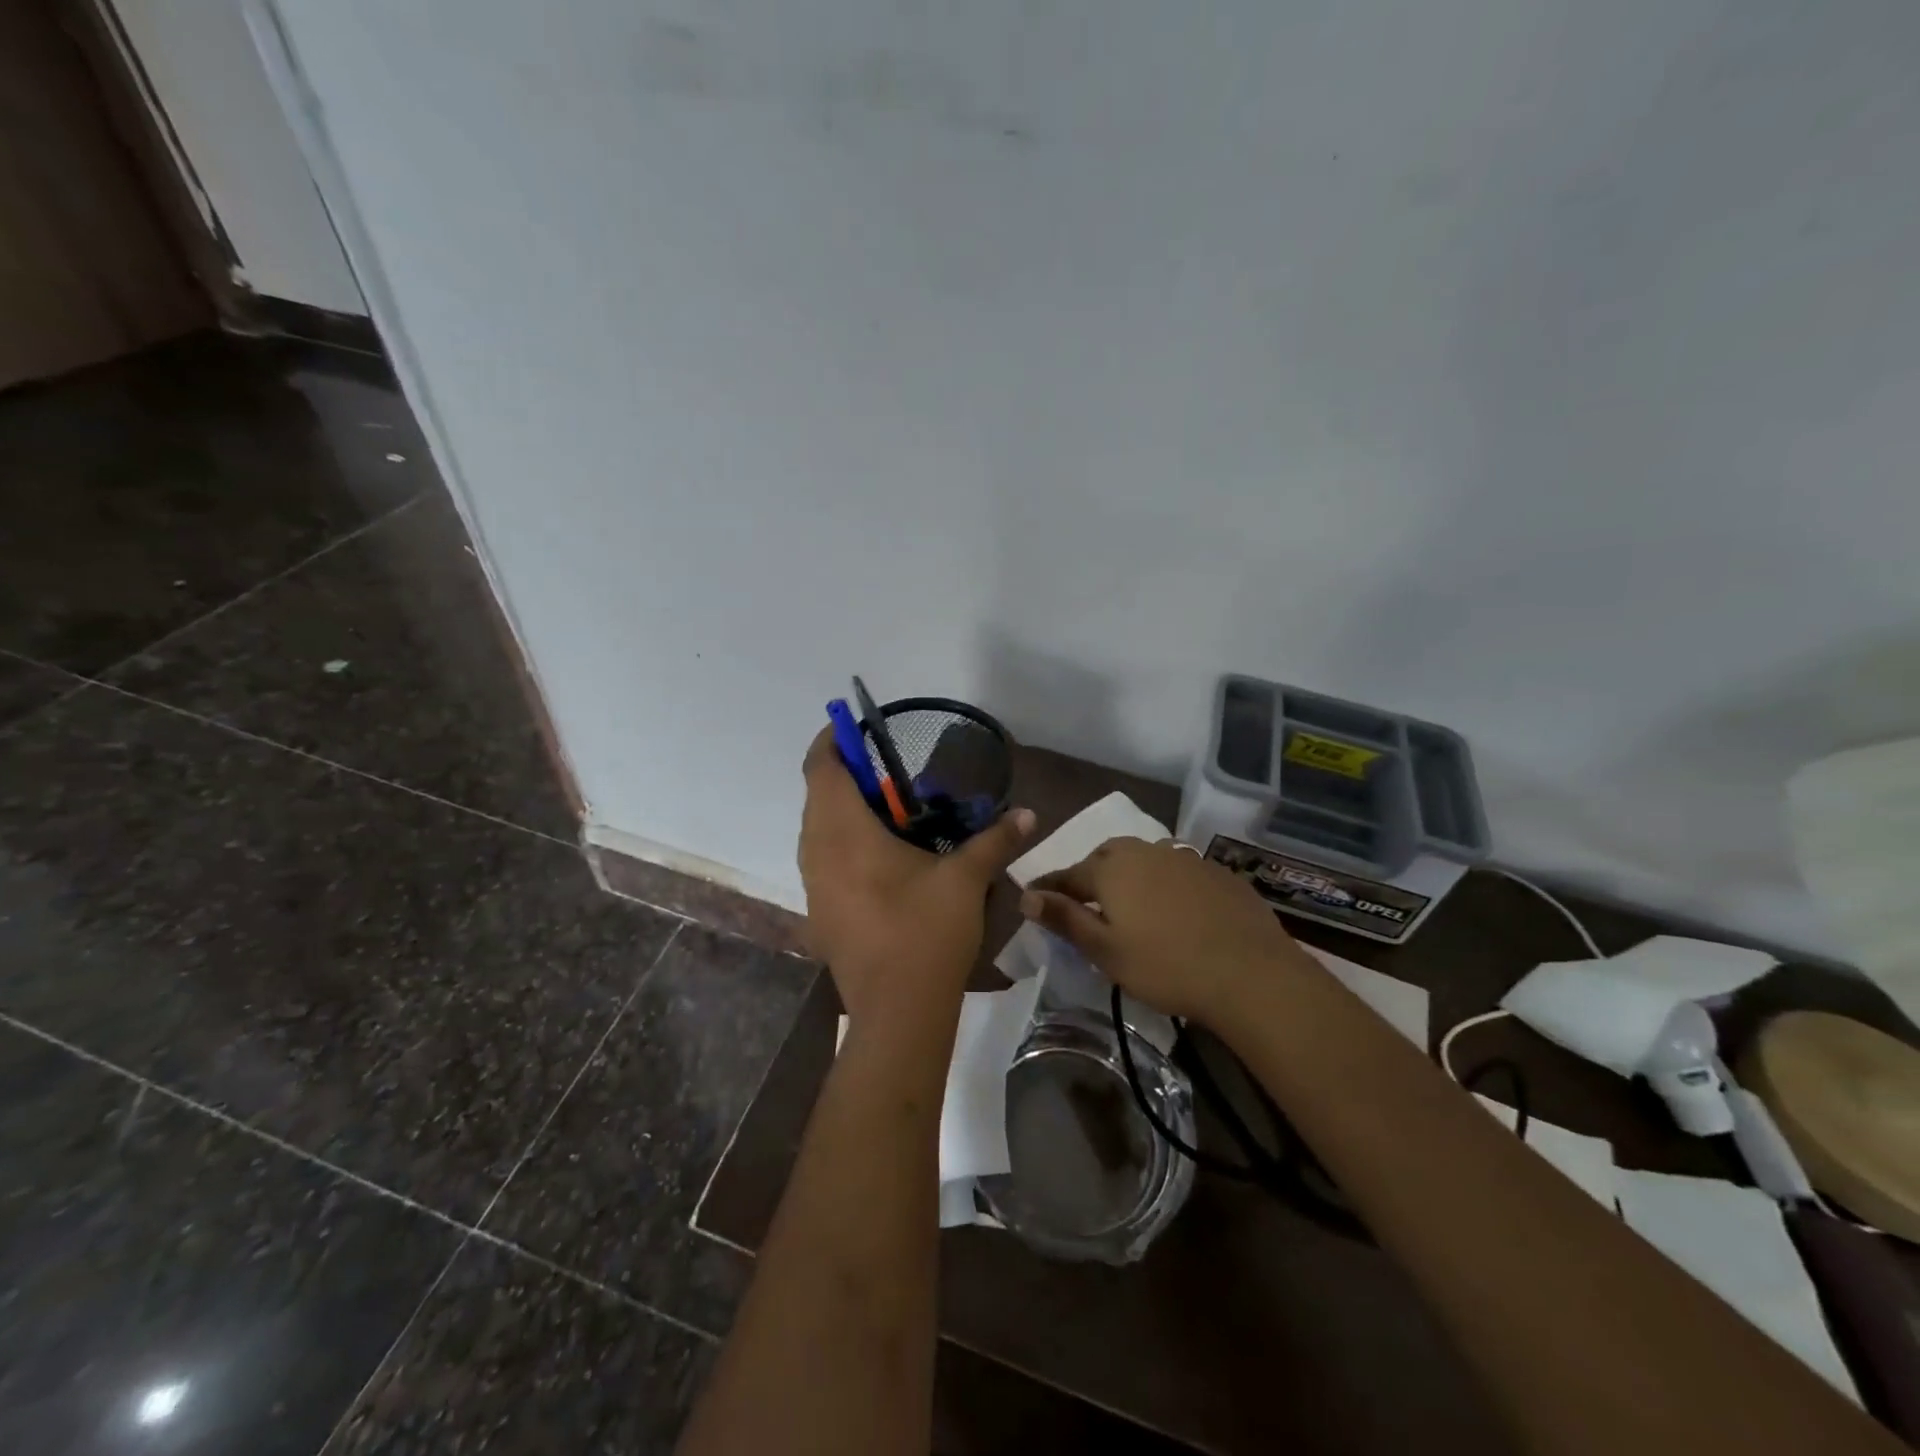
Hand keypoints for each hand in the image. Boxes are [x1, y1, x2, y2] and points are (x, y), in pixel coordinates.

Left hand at [798, 728, 1034, 1029]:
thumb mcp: (965, 879)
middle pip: (817, 795)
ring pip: (817, 830)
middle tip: (888, 772)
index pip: (820, 768)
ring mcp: (813, 886)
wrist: (896, 1013)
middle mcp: (817, 852)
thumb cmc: (926, 933)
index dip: (831, 741)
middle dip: (845, 776)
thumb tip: (1028, 814)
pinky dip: (843, 843)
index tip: (853, 728)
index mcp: (843, 832)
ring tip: (888, 812)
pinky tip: (883, 858)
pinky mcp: (820, 912)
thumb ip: (995, 840)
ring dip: (843, 811)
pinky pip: (823, 859)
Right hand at [1019, 838, 1312, 1024]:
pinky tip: (1174, 907)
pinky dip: (1165, 883)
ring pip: (1145, 859)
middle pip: (1107, 857)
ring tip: (1130, 901)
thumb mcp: (1105, 950)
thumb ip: (1064, 918)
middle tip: (1085, 899)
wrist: (1250, 973)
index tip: (1033, 895)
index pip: (1068, 874)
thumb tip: (1025, 896)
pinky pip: (1178, 870)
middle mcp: (1145, 852)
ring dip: (1130, 874)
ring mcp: (1185, 859)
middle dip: (1091, 873)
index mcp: (1112, 870)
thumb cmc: (1165, 966)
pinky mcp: (1217, 873)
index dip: (1049, 886)